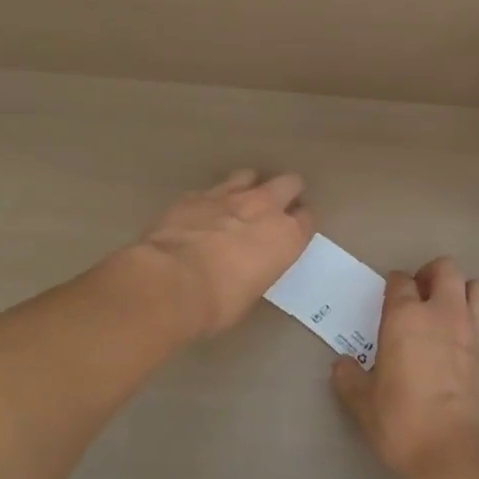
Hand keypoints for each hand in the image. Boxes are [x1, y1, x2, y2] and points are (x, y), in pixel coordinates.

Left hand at [127, 170, 314, 341]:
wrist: (171, 282)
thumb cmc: (219, 302)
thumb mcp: (252, 292)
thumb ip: (259, 268)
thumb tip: (248, 266)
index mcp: (286, 236)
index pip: (307, 218)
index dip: (300, 223)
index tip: (294, 230)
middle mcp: (264, 207)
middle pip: (289, 183)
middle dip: (285, 192)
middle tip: (275, 208)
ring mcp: (229, 196)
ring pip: (250, 176)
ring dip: (249, 187)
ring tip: (239, 203)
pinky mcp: (195, 195)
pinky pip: (211, 190)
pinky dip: (212, 200)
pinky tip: (203, 214)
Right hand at [331, 257, 478, 478]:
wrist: (462, 454)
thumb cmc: (405, 424)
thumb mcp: (366, 406)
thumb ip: (351, 380)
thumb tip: (341, 365)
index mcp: (406, 318)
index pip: (400, 280)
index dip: (393, 286)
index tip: (388, 301)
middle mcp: (443, 313)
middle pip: (445, 269)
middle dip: (432, 275)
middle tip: (420, 297)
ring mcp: (474, 331)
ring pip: (476, 287)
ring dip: (461, 292)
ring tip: (447, 313)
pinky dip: (474, 325)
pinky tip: (462, 349)